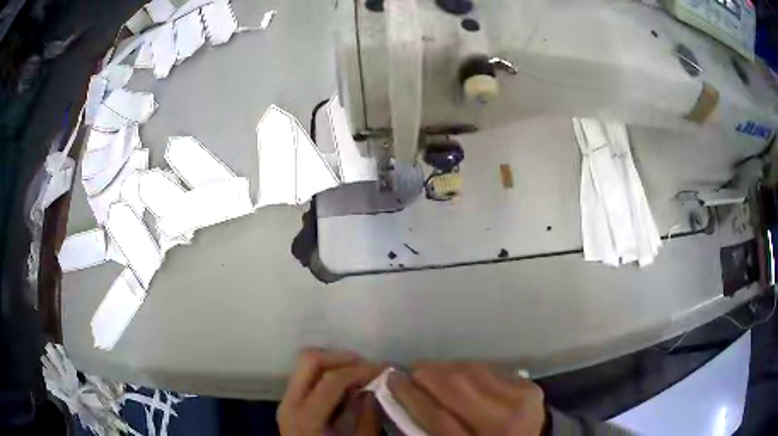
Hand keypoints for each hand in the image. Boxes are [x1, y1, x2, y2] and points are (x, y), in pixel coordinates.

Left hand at [277, 349, 383, 435]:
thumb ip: (367, 417)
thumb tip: (375, 389)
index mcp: (306, 418)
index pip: (331, 380)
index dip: (360, 370)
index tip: (383, 370)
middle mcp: (289, 403)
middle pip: (309, 360)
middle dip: (341, 357)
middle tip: (367, 366)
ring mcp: (286, 401)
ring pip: (305, 365)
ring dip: (334, 364)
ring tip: (360, 375)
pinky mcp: (290, 403)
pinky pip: (306, 377)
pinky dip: (327, 374)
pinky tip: (347, 387)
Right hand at [388, 363, 545, 435]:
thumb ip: (428, 429)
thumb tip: (403, 397)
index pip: (436, 416)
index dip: (410, 395)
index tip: (391, 379)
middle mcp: (502, 422)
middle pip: (457, 387)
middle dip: (428, 374)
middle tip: (412, 372)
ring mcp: (521, 401)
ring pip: (473, 372)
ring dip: (447, 368)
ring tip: (433, 372)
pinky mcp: (530, 387)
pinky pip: (490, 370)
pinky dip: (469, 370)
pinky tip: (460, 374)